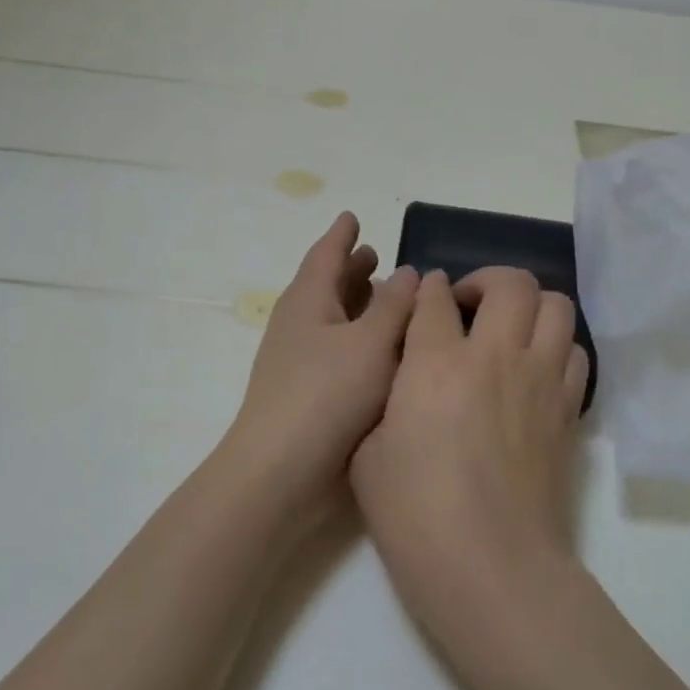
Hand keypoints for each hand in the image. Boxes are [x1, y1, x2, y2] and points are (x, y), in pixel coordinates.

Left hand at [223, 213, 419, 516]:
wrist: (281, 473)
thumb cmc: (327, 395)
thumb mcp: (371, 343)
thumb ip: (394, 306)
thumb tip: (408, 272)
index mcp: (308, 301)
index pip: (326, 255)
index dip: (342, 235)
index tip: (353, 216)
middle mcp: (300, 325)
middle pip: (327, 285)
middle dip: (351, 269)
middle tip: (374, 254)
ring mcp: (300, 362)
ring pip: (334, 319)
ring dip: (357, 304)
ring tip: (384, 295)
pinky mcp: (310, 395)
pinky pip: (339, 350)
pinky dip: (361, 340)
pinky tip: (384, 352)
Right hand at [350, 267, 590, 628]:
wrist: (492, 567)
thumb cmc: (415, 515)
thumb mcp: (368, 454)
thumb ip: (384, 399)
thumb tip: (403, 373)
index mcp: (437, 362)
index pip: (436, 297)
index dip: (427, 291)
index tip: (424, 300)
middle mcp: (497, 356)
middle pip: (510, 283)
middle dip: (486, 281)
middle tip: (468, 307)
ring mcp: (542, 380)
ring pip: (556, 306)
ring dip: (530, 307)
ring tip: (508, 331)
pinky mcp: (569, 410)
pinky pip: (576, 353)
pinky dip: (556, 347)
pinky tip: (534, 372)